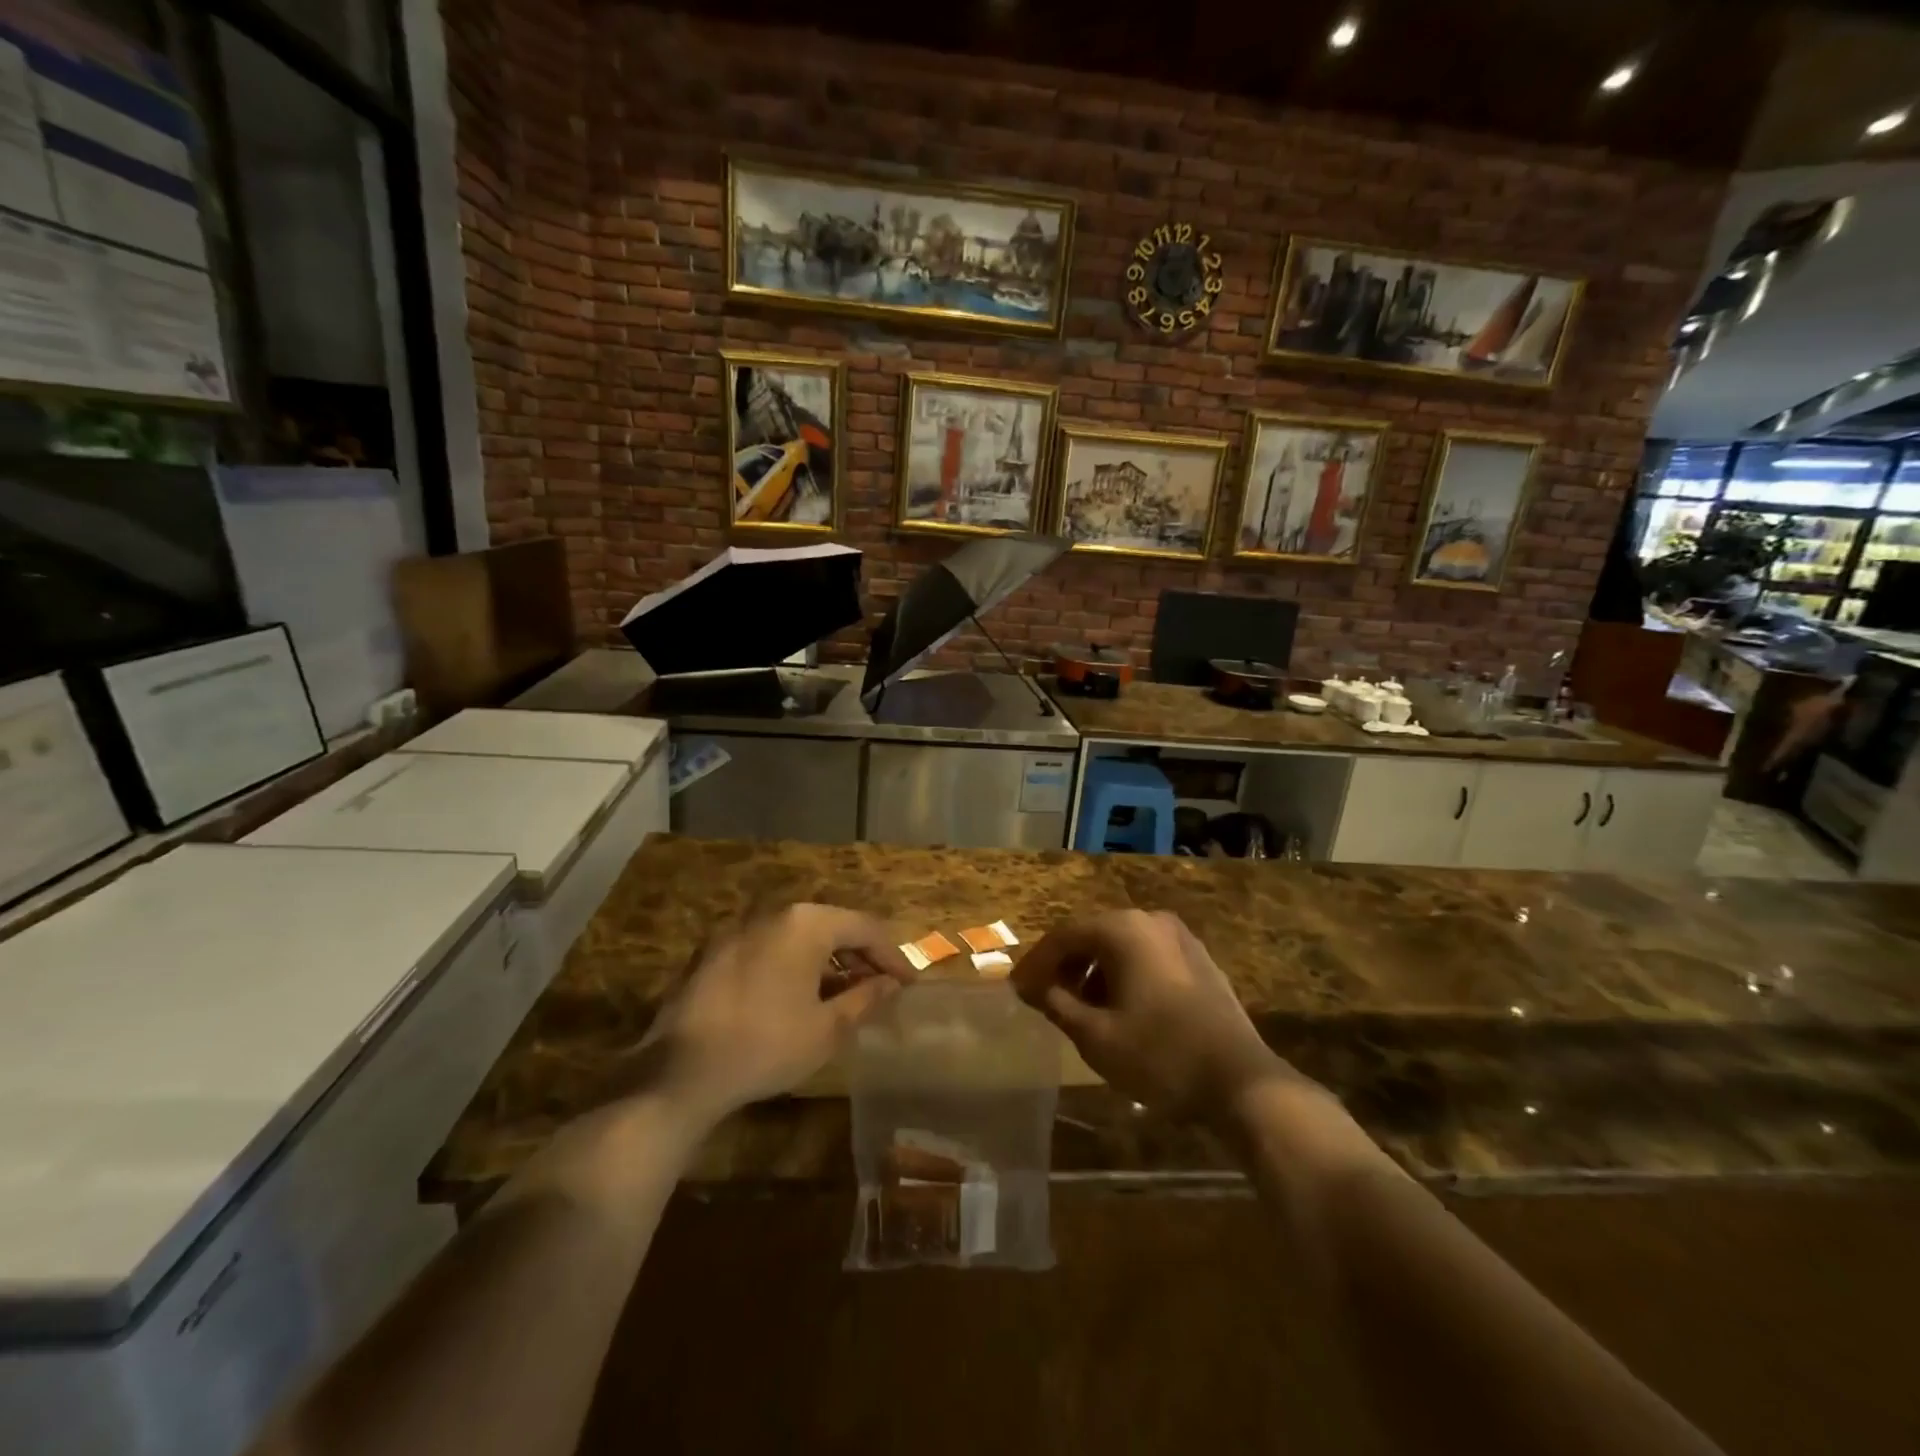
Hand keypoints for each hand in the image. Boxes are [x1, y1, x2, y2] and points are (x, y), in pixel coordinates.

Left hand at [639, 904, 912, 1121]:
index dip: (892, 955)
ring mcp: (737, 928)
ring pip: (796, 934)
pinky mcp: (712, 950)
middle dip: (859, 954)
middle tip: (879, 985)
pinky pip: (766, 946)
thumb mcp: (827, 1028)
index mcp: (806, 923)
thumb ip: (866, 997)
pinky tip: (794, 993)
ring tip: (841, 990)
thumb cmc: (766, 1046)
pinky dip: (790, 962)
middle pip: (830, 924)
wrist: (679, 1072)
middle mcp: (772, 913)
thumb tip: (892, 983)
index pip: (865, 928)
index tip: (909, 983)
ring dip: (824, 958)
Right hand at [1012, 910, 1295, 1124]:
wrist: (1241, 1082)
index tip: (1017, 990)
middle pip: (1094, 935)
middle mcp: (1151, 921)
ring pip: (1122, 946)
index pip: (1064, 936)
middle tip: (1044, 997)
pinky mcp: (1200, 961)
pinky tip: (1120, 1009)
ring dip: (1095, 972)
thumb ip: (1057, 1004)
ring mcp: (1181, 939)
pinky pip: (1148, 957)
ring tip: (1080, 1008)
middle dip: (1066, 966)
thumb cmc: (1159, 1055)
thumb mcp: (1096, 1036)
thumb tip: (1034, 988)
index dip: (1036, 963)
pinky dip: (1124, 975)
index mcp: (1123, 930)